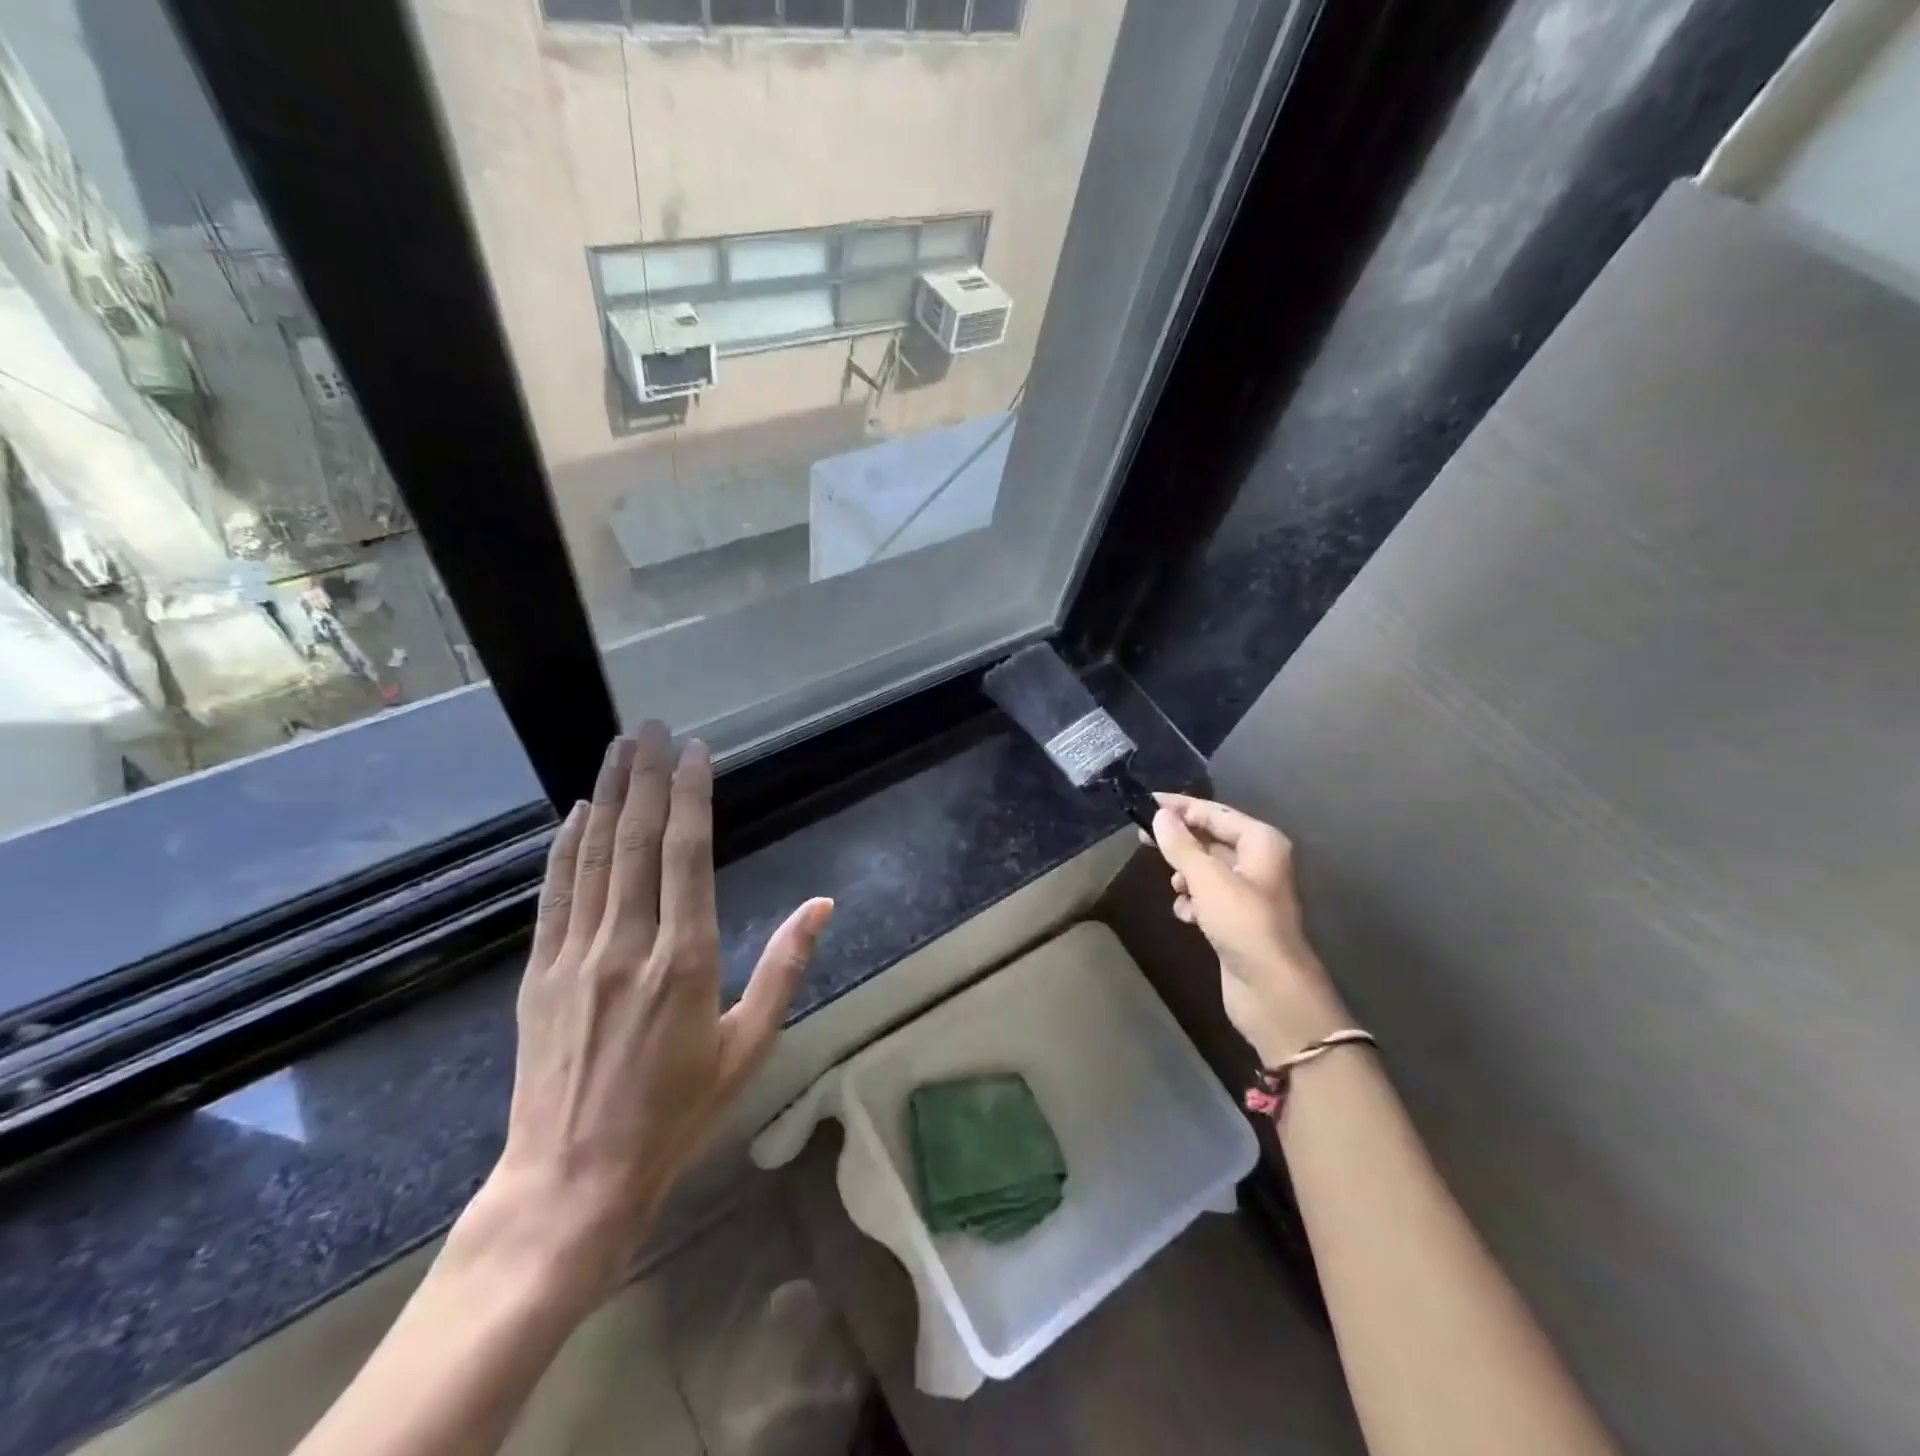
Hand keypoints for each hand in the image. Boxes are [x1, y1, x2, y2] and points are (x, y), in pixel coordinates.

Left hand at [475, 722, 832, 1303]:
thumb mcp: (749, 1047)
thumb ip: (786, 968)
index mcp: (685, 960)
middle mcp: (628, 945)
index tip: (695, 752)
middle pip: (636, 841)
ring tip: (619, 748)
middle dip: (647, 777)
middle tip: (652, 726)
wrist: (572, 1182)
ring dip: (608, 796)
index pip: (687, 855)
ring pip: (594, 857)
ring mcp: (576, 956)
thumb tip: (823, 905)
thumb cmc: (676, 1116)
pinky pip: (555, 895)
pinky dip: (566, 847)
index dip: (691, 797)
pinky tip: (576, 812)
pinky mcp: (539, 974)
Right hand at [1148, 793, 1348, 1064]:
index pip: (1213, 812)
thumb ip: (1181, 845)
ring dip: (1185, 875)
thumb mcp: (1208, 880)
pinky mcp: (1236, 919)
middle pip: (1209, 838)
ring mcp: (1248, 892)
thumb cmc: (1244, 925)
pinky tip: (1187, 916)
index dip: (1179, 807)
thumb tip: (1160, 815)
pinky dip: (1193, 901)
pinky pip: (1207, 896)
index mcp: (1260, 842)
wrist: (1272, 991)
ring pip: (1205, 869)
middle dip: (1178, 841)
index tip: (1144, 802)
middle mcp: (1257, 861)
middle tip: (1141, 838)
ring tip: (1175, 887)